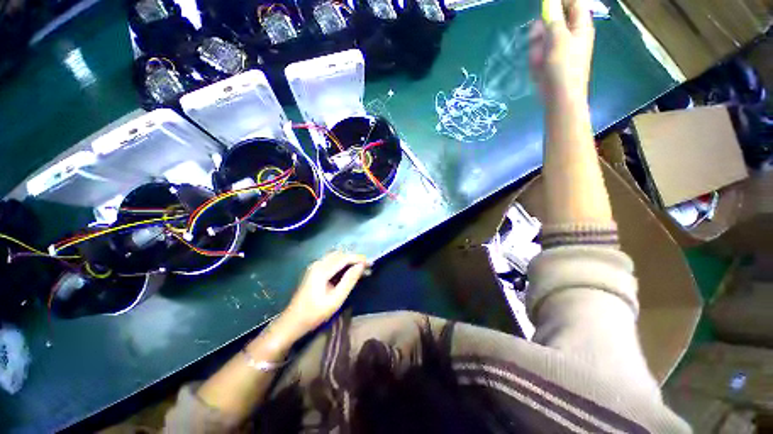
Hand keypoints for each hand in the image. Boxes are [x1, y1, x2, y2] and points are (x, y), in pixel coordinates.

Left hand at [280, 252, 367, 336]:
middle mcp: (317, 264)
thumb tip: (361, 266)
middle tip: (367, 267)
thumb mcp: (336, 300)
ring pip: (336, 256)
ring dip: (349, 260)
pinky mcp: (314, 270)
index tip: (371, 263)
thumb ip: (349, 281)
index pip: (344, 257)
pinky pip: (331, 261)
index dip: (358, 258)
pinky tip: (348, 271)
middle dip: (354, 258)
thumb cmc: (315, 313)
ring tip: (360, 268)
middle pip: (340, 254)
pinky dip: (342, 263)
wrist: (293, 322)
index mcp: (322, 270)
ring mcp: (315, 266)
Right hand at [530, 0, 594, 102]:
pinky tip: (537, 67)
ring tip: (538, 57)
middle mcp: (571, 34)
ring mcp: (559, 48)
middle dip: (543, 27)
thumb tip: (550, 1)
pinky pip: (539, 52)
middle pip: (555, 19)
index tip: (545, 5)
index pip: (573, 3)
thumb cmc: (564, 67)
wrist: (559, 97)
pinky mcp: (549, 61)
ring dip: (537, 45)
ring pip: (543, 37)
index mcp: (580, 25)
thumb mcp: (559, 39)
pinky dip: (536, 57)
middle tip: (537, 35)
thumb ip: (554, 18)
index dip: (560, 1)